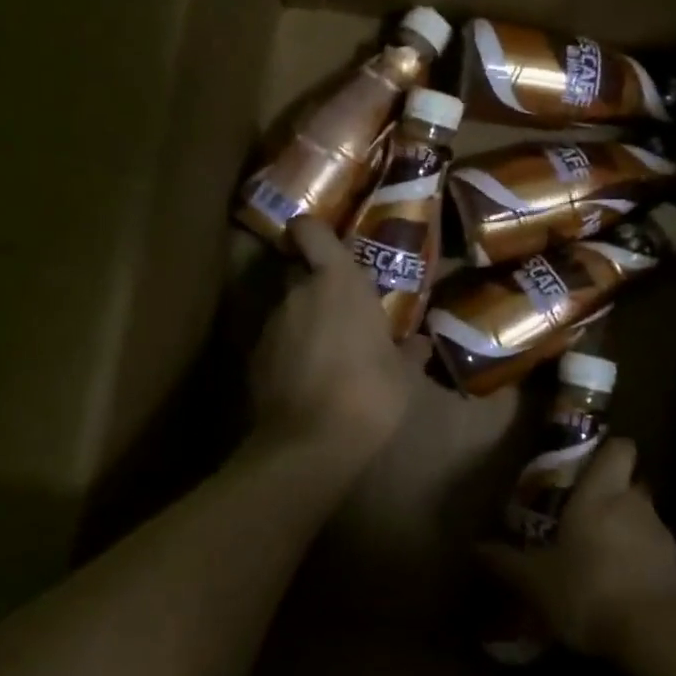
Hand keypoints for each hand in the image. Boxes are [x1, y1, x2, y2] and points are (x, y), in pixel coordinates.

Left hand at [249, 217, 422, 465]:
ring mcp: (271, 325)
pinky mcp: (254, 358)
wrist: (309, 445)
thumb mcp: (403, 374)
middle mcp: (298, 293)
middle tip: (342, 309)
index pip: (310, 231)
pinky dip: (290, 351)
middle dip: (317, 285)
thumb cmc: (369, 392)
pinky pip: (277, 342)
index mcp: (337, 282)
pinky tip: (308, 378)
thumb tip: (420, 342)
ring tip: (328, 352)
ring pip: (289, 309)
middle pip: (301, 272)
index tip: (323, 242)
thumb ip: (409, 351)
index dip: (311, 230)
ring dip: (305, 321)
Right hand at [478, 438, 675, 660]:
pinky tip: (622, 590)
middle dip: (612, 495)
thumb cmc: (590, 590)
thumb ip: (506, 561)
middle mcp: (635, 503)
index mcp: (601, 493)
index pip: (620, 447)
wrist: (658, 637)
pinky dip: (641, 564)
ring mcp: (662, 536)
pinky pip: (656, 554)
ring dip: (626, 531)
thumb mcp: (536, 581)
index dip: (608, 450)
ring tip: (600, 559)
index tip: (588, 463)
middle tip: (585, 516)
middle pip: (630, 483)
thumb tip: (475, 547)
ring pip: (643, 519)